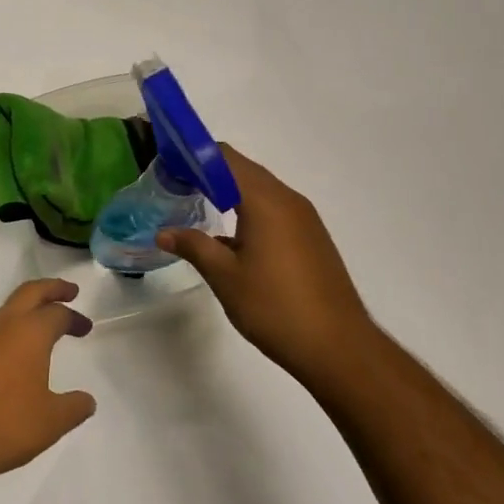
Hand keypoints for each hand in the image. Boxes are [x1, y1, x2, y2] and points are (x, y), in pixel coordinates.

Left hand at [0, 278, 96, 485]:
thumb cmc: (3, 424)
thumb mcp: (50, 422)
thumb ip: (73, 408)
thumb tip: (88, 401)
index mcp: (30, 332)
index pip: (58, 313)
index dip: (75, 318)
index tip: (85, 328)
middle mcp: (3, 324)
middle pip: (31, 292)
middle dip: (52, 288)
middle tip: (69, 291)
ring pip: (7, 309)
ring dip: (27, 309)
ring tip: (40, 324)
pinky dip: (7, 330)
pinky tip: (10, 353)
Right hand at [159, 146, 375, 391]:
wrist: (339, 348)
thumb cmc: (275, 307)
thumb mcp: (225, 277)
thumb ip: (193, 246)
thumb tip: (163, 233)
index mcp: (265, 200)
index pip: (224, 158)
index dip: (194, 156)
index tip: (168, 166)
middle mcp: (287, 199)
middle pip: (242, 169)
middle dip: (208, 171)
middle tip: (176, 185)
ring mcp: (304, 218)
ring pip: (260, 188)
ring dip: (229, 190)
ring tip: (198, 204)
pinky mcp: (311, 237)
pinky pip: (274, 207)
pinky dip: (248, 207)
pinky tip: (232, 234)